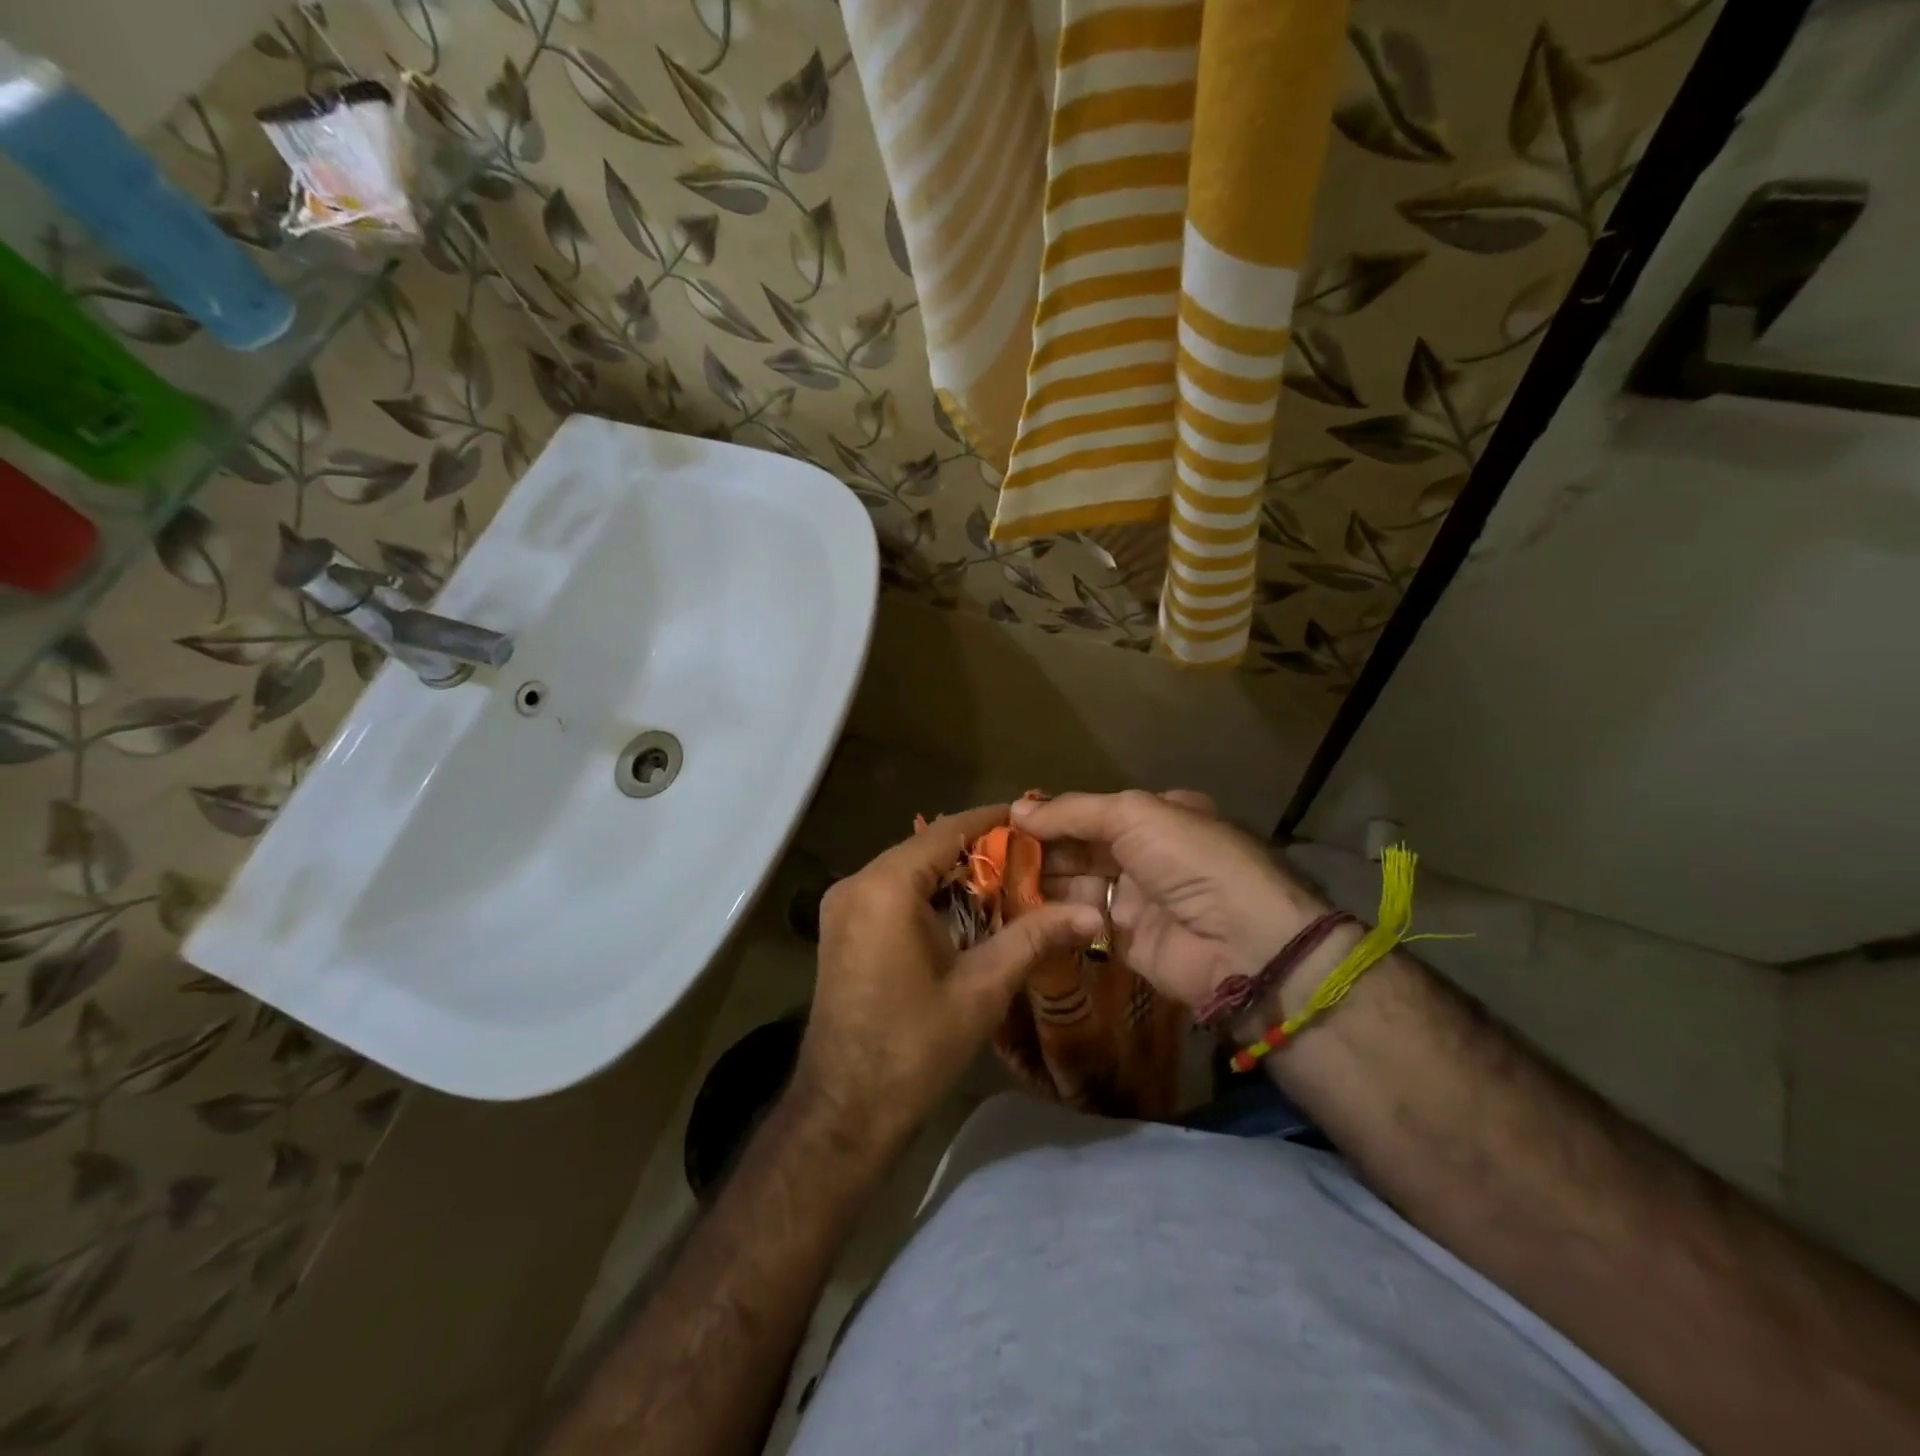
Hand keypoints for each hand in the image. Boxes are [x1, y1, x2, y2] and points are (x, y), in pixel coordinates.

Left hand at [793, 805, 1103, 1158]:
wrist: (846, 1110)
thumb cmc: (915, 1047)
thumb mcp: (981, 988)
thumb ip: (1033, 938)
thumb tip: (1092, 914)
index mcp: (886, 887)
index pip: (946, 831)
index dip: (991, 821)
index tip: (1032, 818)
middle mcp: (856, 884)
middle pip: (925, 849)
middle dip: (977, 852)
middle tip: (1030, 860)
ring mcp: (841, 907)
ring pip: (907, 871)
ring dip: (952, 876)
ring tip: (1007, 885)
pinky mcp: (840, 929)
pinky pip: (889, 894)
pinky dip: (927, 895)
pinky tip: (964, 915)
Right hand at [1014, 791, 1328, 1008]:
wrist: (1240, 942)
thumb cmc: (1188, 860)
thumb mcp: (1132, 814)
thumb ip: (1072, 812)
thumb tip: (1016, 809)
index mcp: (1156, 816)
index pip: (1091, 812)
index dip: (1050, 816)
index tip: (1005, 822)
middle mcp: (1146, 853)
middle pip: (1080, 848)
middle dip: (1040, 850)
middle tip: (992, 856)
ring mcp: (1137, 898)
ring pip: (1077, 884)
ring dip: (1040, 881)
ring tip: (995, 881)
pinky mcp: (1127, 940)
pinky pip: (1082, 920)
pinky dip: (1053, 914)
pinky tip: (1018, 908)